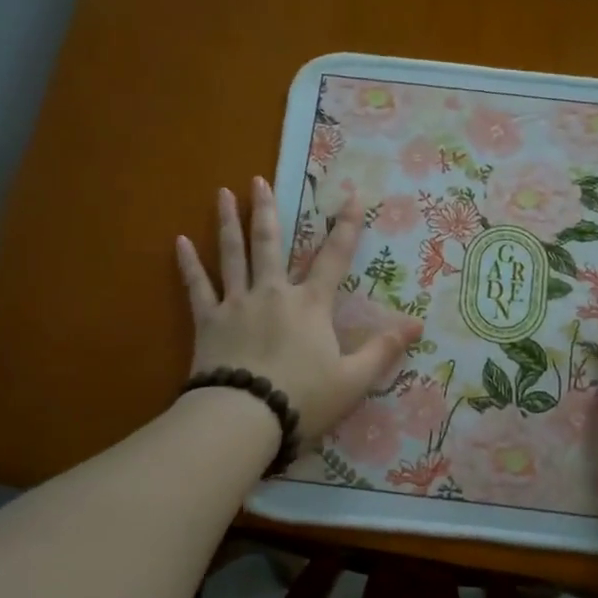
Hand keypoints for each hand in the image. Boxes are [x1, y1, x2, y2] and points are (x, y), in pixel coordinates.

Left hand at [177, 179, 420, 443]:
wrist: (245, 417)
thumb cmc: (304, 399)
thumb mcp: (354, 379)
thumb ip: (383, 350)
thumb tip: (418, 324)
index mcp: (311, 305)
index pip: (334, 258)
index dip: (345, 227)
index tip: (351, 196)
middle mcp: (273, 294)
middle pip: (270, 244)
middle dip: (266, 210)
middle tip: (259, 180)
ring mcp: (237, 304)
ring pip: (232, 255)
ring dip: (228, 223)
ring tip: (222, 193)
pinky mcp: (208, 322)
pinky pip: (197, 287)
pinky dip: (188, 265)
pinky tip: (179, 241)